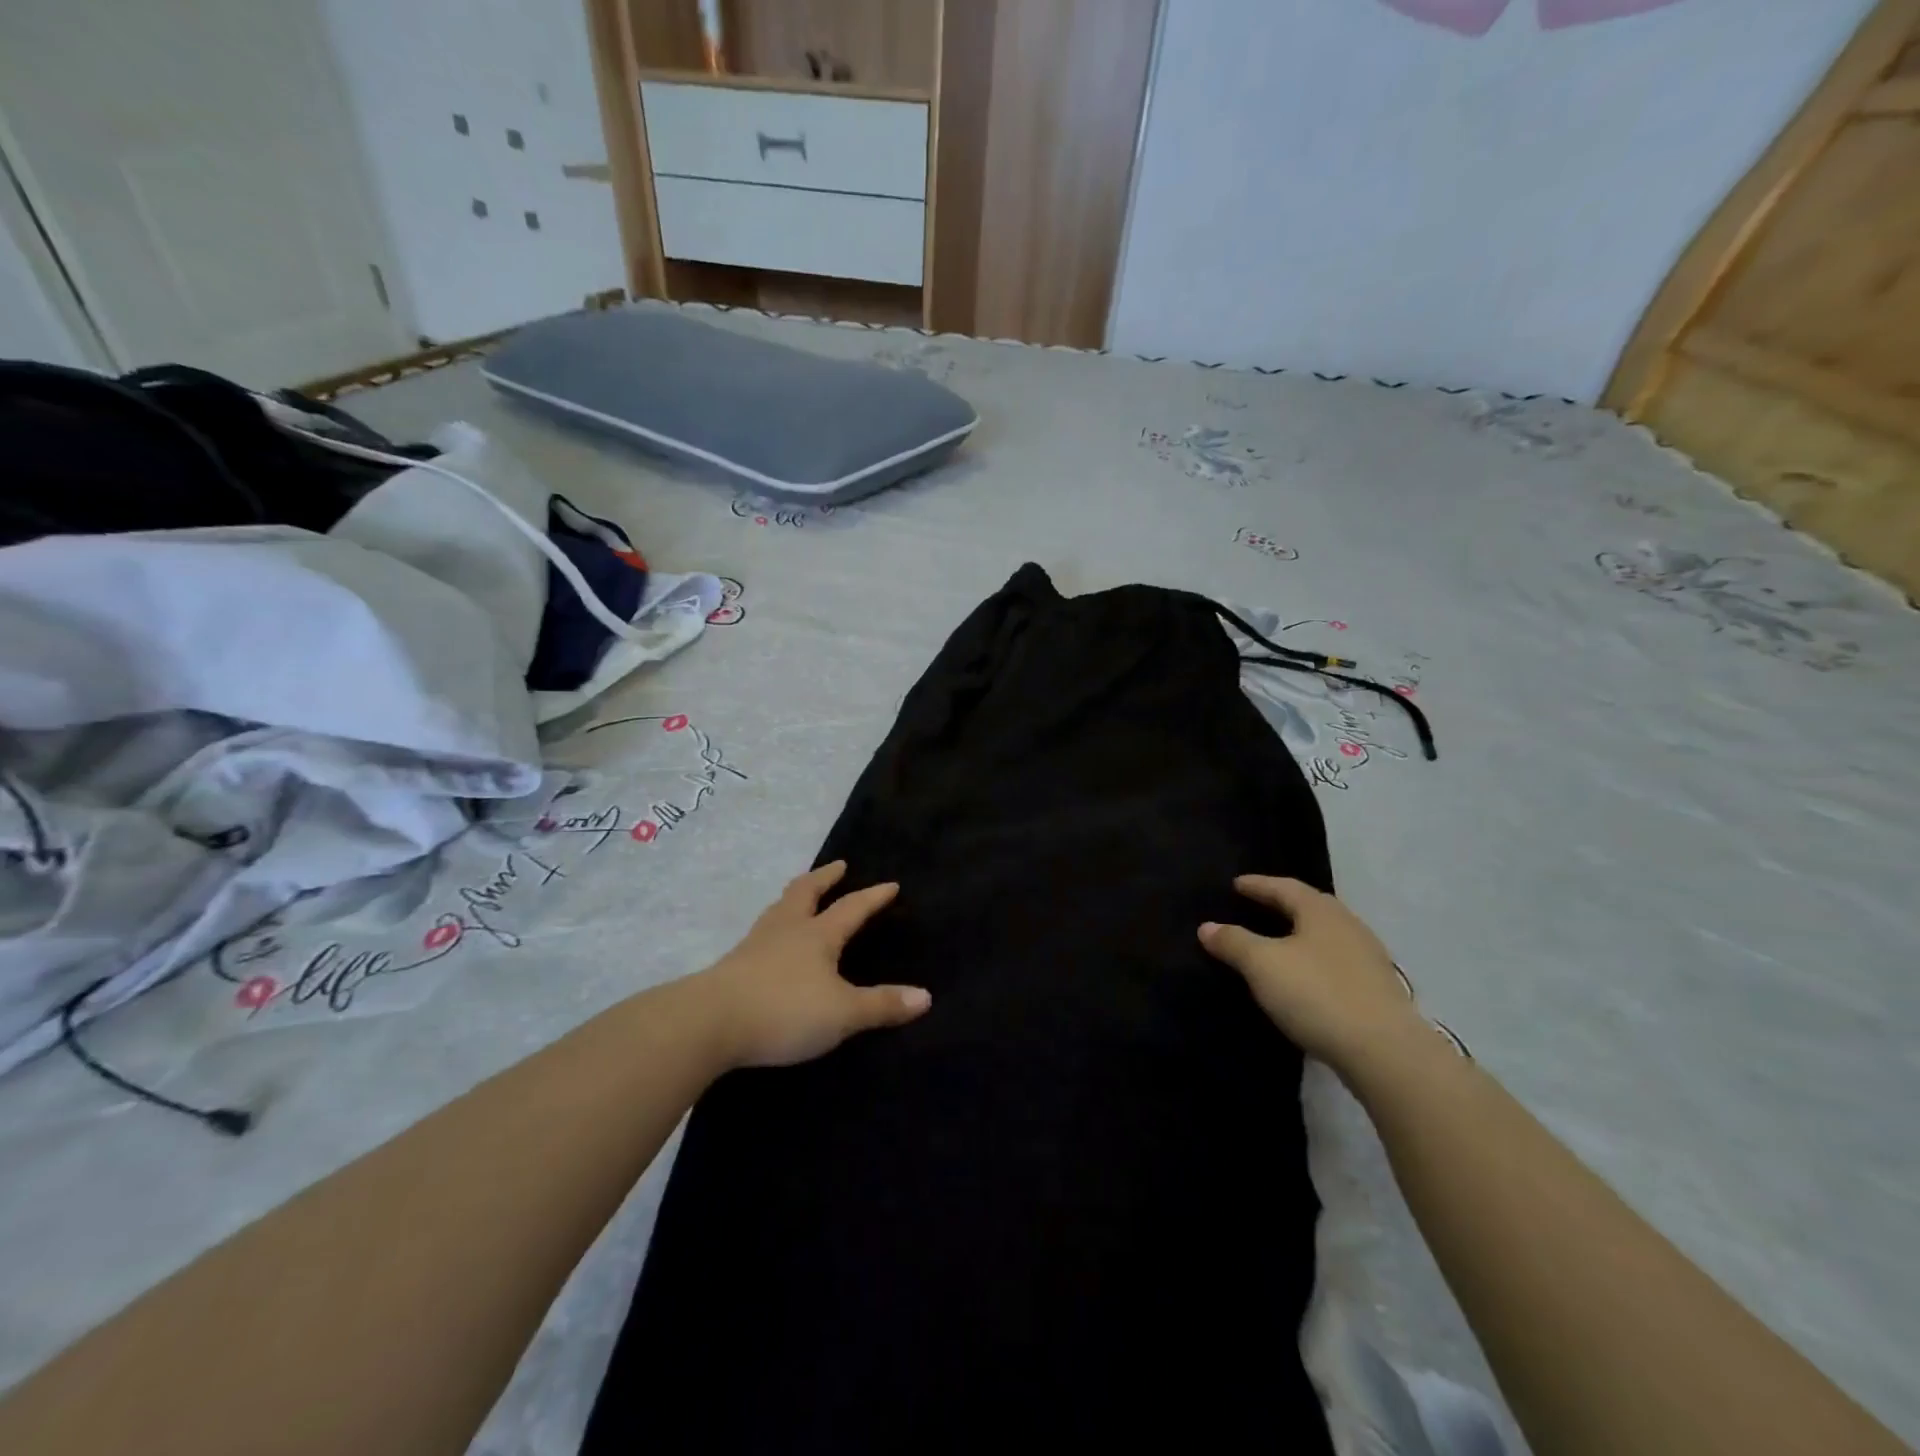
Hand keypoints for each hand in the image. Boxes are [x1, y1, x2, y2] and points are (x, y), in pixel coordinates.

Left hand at [696, 861, 930, 1069]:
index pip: (852, 908)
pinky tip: (771, 940)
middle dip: (825, 878)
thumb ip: (882, 1005)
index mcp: (817, 935)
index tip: (890, 884)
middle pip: (806, 892)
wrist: (710, 1022)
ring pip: (779, 908)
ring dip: (795, 895)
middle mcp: (787, 930)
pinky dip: (775, 924)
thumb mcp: (842, 1013)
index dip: (873, 897)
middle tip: (838, 866)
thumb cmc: (784, 1010)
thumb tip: (925, 996)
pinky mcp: (733, 965)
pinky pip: (761, 933)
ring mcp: (756, 944)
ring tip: (801, 893)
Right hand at [1198, 876, 1425, 1074]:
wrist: (1385, 1052)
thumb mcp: (1262, 965)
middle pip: (1310, 907)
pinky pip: (1336, 962)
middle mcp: (1349, 926)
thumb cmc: (1317, 994)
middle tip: (1257, 906)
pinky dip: (1314, 960)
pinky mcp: (1377, 990)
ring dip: (1300, 934)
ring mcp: (1368, 958)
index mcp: (1321, 911)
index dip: (1258, 885)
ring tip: (1278, 941)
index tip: (1237, 884)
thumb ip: (1233, 942)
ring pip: (1326, 935)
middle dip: (1282, 905)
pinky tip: (1304, 976)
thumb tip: (1207, 927)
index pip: (1284, 887)